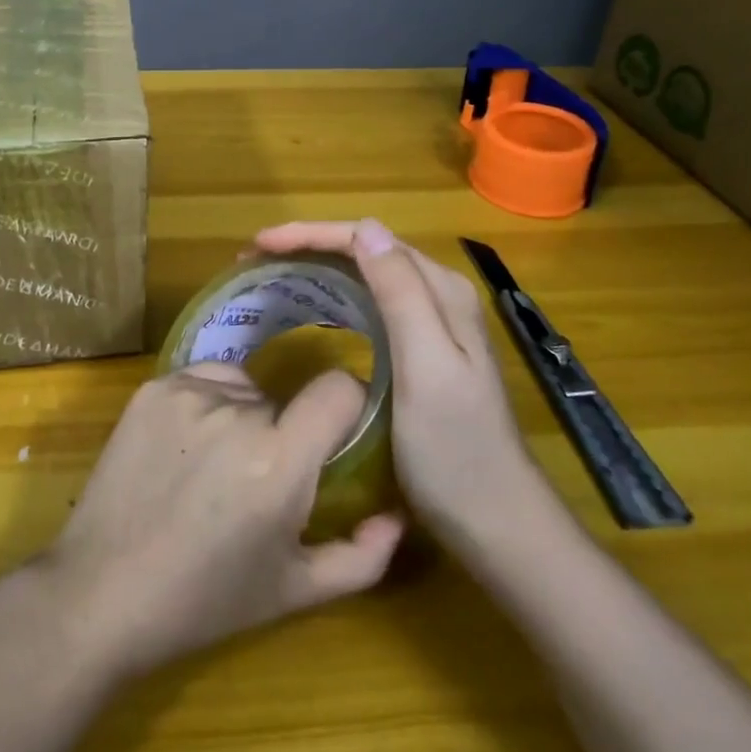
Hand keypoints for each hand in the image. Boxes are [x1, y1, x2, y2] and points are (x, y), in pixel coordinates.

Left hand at [36, 363, 405, 678]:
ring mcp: (188, 392)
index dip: (346, 406)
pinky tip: (183, 449)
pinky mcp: (153, 387)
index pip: (339, 388)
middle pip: (285, 401)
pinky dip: (206, 404)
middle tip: (255, 482)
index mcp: (278, 461)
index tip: (336, 435)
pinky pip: (203, 379)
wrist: (101, 592)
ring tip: (212, 469)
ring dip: (243, 416)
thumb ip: (362, 556)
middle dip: (283, 434)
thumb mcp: (295, 591)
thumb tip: (397, 515)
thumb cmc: (205, 599)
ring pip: (244, 388)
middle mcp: (237, 412)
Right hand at [255, 219, 552, 555]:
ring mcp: (431, 322)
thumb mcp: (427, 369)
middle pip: (364, 250)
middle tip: (253, 261)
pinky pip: (369, 302)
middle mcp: (437, 294)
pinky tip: (312, 308)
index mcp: (440, 290)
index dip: (310, 235)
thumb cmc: (455, 450)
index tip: (259, 245)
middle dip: (307, 246)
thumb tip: (366, 228)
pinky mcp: (420, 349)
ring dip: (317, 266)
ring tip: (271, 275)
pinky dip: (334, 294)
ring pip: (365, 274)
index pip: (366, 238)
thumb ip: (401, 295)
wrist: (496, 523)